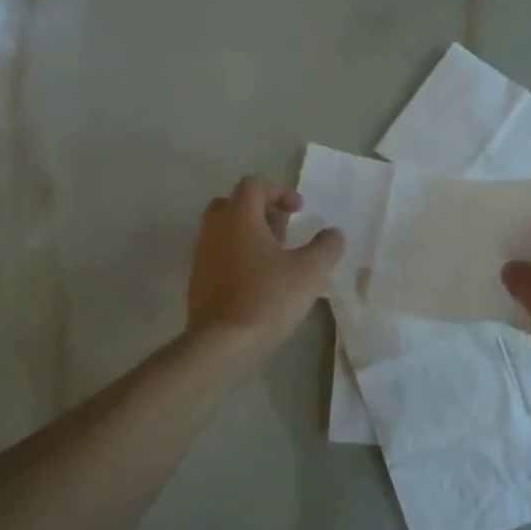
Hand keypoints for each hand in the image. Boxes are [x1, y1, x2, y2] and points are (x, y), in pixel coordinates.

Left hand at [187, 177, 343, 361]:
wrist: (222, 344)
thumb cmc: (268, 298)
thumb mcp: (310, 272)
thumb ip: (326, 246)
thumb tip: (333, 233)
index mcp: (239, 216)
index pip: (254, 185)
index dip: (279, 191)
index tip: (299, 211)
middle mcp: (214, 228)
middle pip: (234, 204)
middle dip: (261, 211)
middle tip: (284, 230)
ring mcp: (202, 254)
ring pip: (224, 230)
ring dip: (250, 235)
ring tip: (276, 258)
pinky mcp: (198, 279)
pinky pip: (219, 253)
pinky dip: (238, 255)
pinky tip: (259, 280)